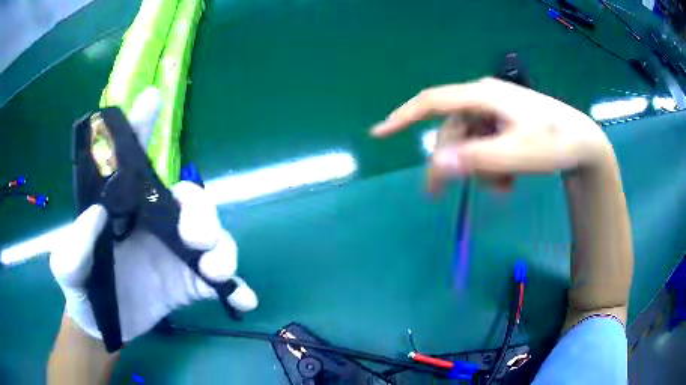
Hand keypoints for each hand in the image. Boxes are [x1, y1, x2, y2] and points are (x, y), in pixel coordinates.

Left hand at [50, 88, 257, 342]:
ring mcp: (174, 254)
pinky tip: (244, 298)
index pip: (133, 161)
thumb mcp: (67, 269)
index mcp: (124, 208)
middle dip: (201, 213)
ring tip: (216, 273)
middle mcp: (153, 222)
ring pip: (212, 237)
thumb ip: (75, 245)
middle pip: (190, 201)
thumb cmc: (81, 289)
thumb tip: (98, 213)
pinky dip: (234, 286)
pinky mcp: (187, 283)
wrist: (101, 327)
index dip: (141, 127)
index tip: (150, 100)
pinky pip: (217, 280)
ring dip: (222, 250)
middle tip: (197, 239)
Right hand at [371, 77, 612, 191]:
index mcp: (483, 96)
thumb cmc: (554, 143)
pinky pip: (486, 144)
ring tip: (503, 187)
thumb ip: (477, 160)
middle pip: (452, 131)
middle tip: (442, 196)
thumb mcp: (516, 155)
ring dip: (478, 169)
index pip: (433, 101)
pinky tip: (509, 178)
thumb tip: (437, 165)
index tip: (379, 133)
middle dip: (452, 163)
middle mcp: (485, 99)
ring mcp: (496, 111)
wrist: (584, 144)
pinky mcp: (506, 123)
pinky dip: (491, 165)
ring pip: (470, 142)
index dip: (403, 117)